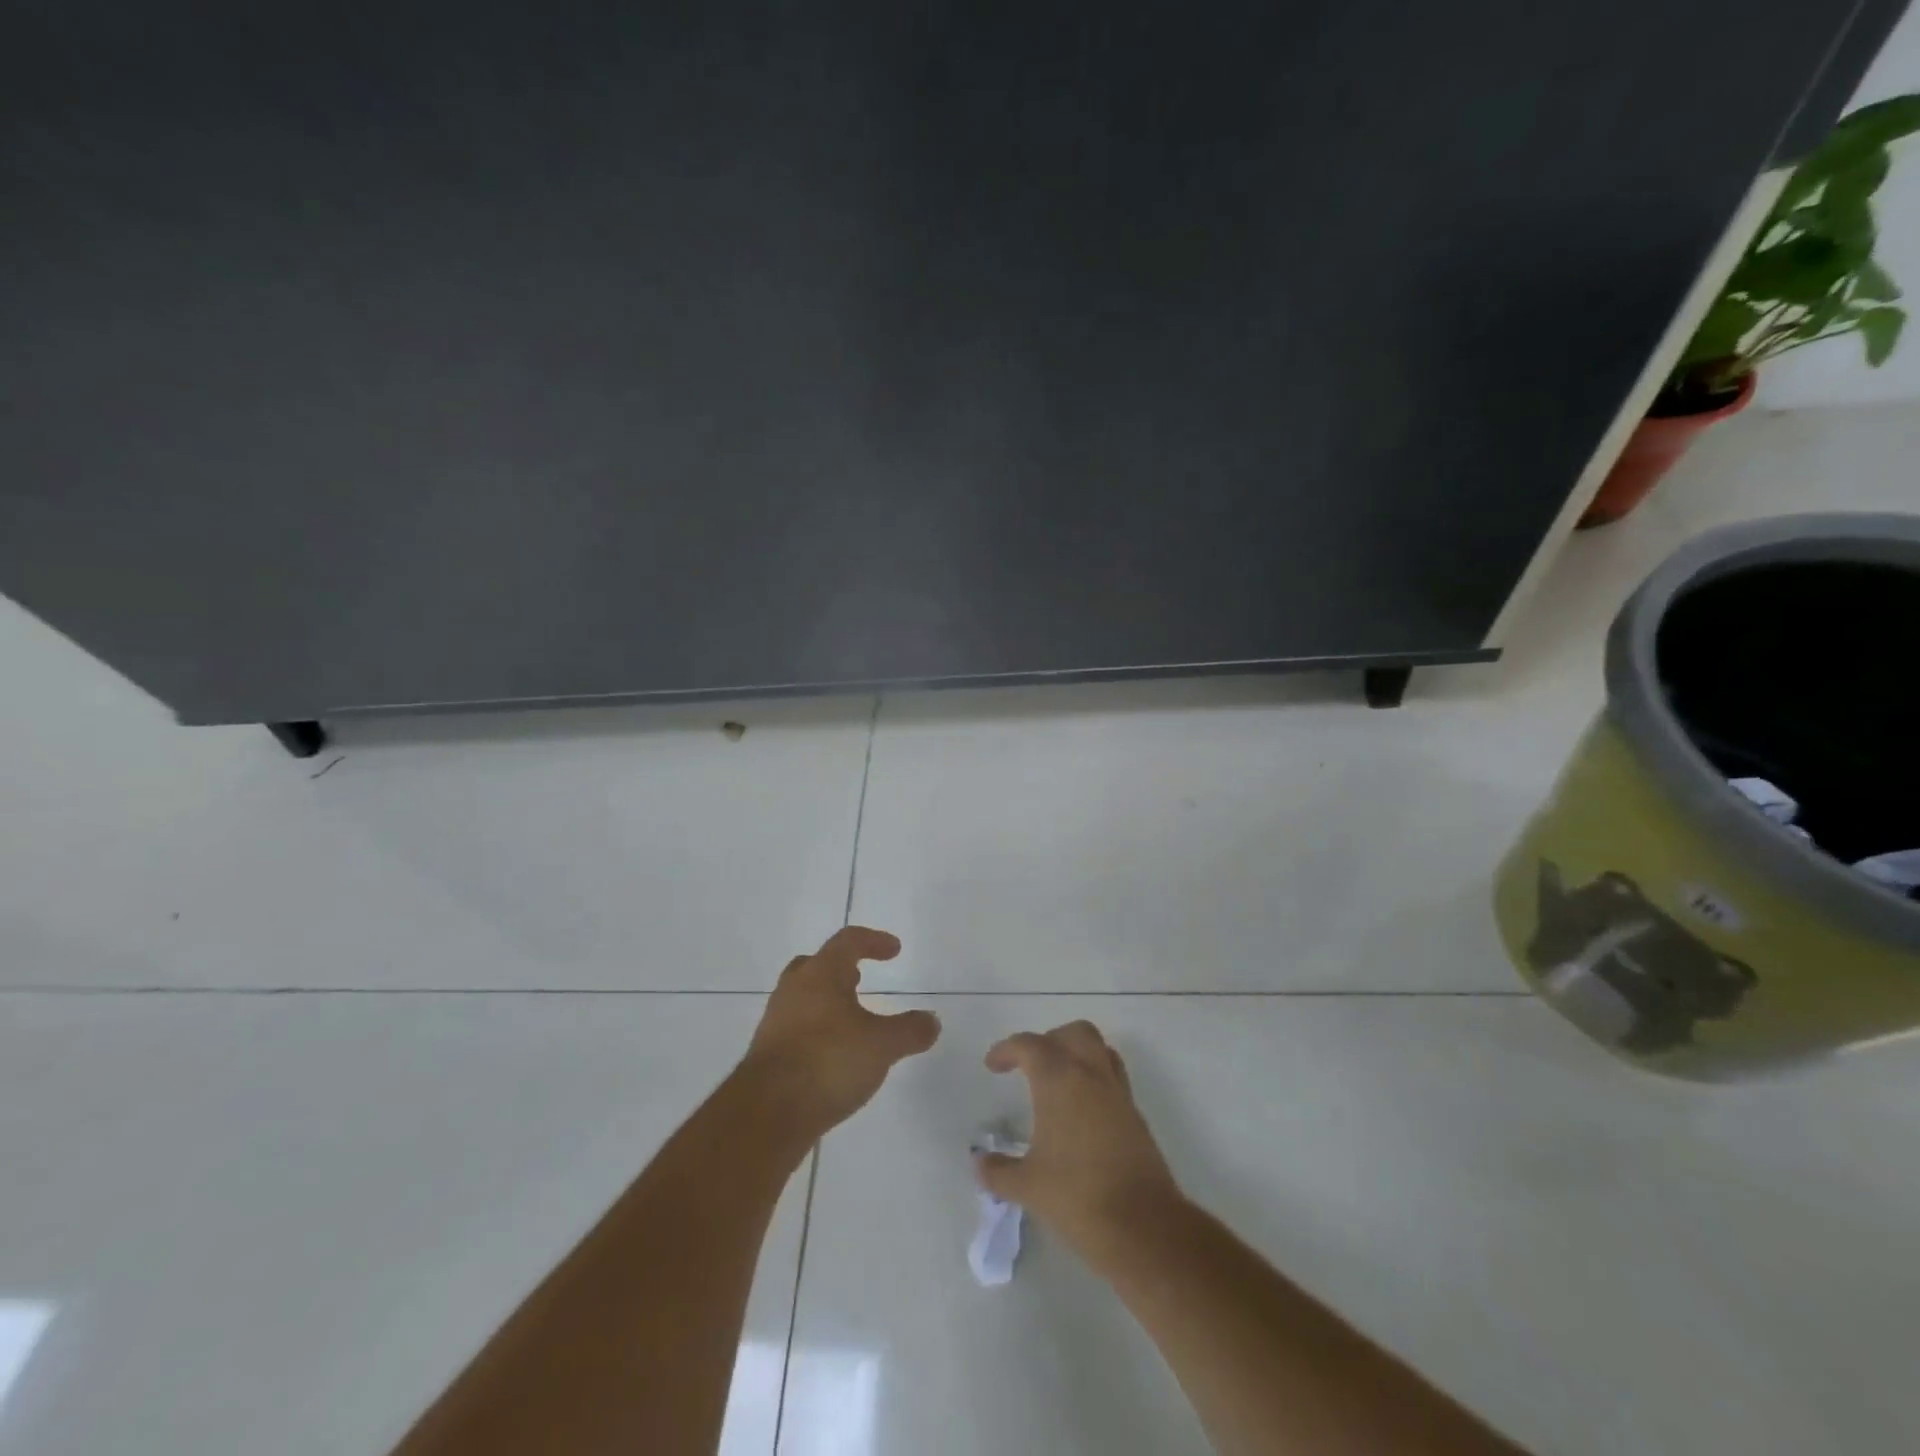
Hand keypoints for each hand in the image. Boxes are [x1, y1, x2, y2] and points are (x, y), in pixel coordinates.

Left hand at [740, 926, 940, 1134]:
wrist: (767, 1113)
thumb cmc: (828, 1061)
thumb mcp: (882, 1046)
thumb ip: (909, 1031)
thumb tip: (932, 1021)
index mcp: (820, 974)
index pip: (847, 941)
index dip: (873, 941)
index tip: (894, 950)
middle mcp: (794, 990)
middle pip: (816, 965)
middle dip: (841, 969)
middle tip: (860, 979)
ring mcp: (775, 1021)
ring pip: (803, 998)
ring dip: (827, 1003)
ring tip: (851, 1022)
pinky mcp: (767, 1054)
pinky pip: (796, 1029)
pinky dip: (816, 1032)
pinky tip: (832, 1056)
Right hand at [976, 1020, 1182, 1254]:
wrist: (1143, 1226)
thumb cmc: (1077, 1196)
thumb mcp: (1027, 1186)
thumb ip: (997, 1171)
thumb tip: (979, 1163)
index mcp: (1059, 1080)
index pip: (1030, 1045)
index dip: (1007, 1050)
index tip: (992, 1066)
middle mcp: (1091, 1074)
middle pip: (1073, 1033)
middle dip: (1049, 1041)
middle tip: (1030, 1067)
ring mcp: (1118, 1092)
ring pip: (1099, 1049)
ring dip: (1076, 1055)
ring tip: (1057, 1083)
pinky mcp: (1135, 1115)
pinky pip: (1112, 1077)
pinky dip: (1094, 1080)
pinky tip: (1080, 1113)